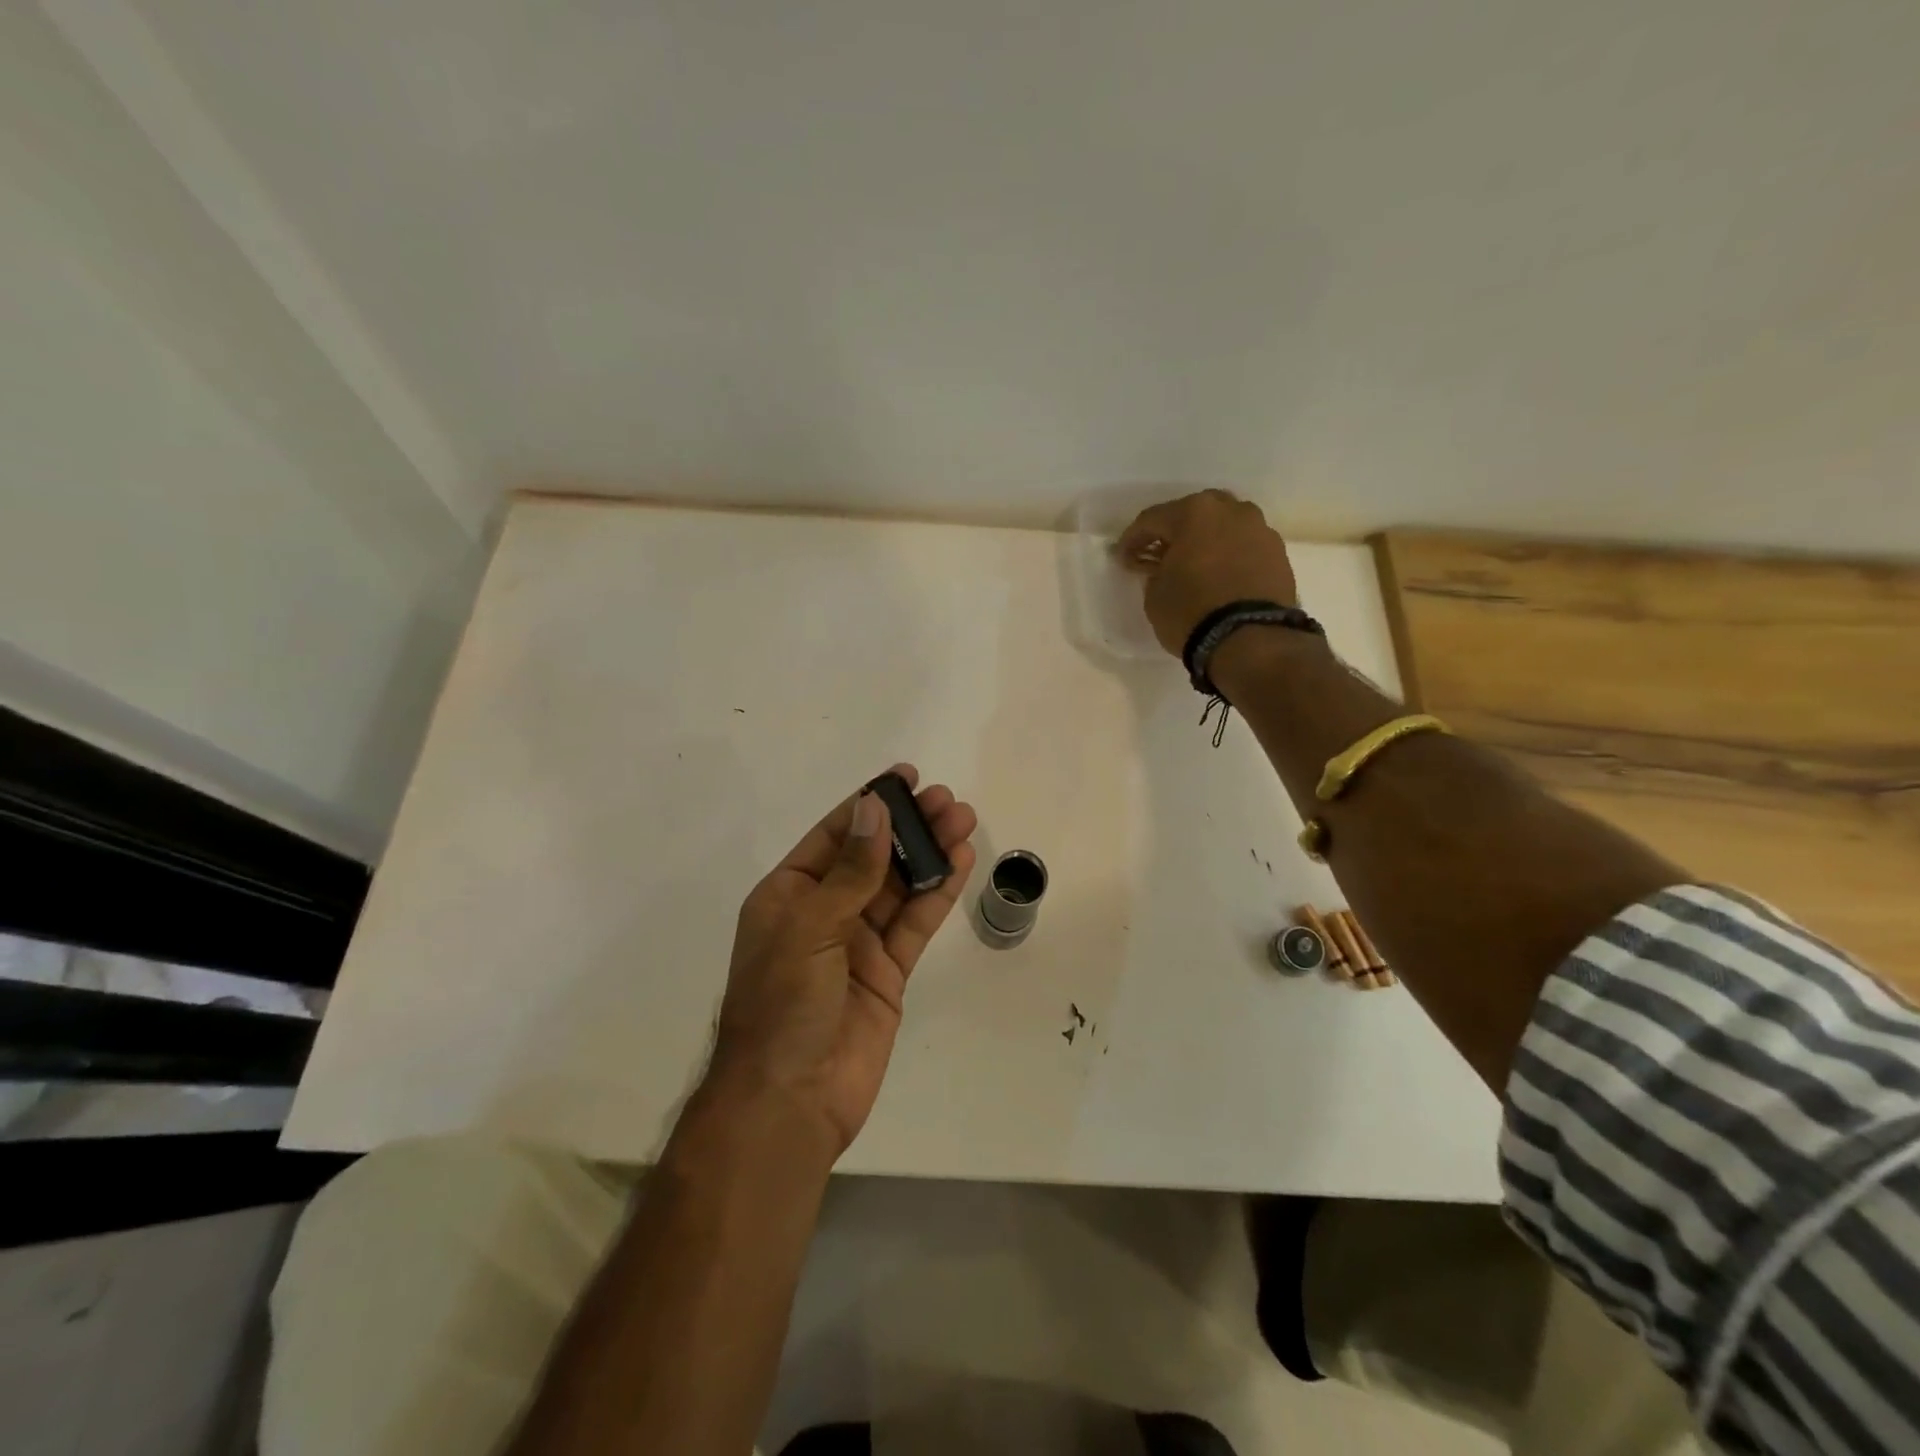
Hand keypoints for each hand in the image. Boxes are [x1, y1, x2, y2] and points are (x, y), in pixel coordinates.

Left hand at [708, 765, 976, 1157]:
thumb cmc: (783, 1005)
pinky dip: (937, 893)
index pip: (833, 836)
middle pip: (872, 857)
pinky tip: (960, 862)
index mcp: (788, 895)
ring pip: (899, 886)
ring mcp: (857, 943)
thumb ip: (851, 871)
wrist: (791, 1100)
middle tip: (946, 799)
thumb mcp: (810, 928)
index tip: (904, 778)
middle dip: (908, 826)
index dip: (869, 805)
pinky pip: (915, 923)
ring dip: (929, 853)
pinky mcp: (888, 972)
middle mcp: (823, 913)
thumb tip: (874, 810)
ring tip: (962, 819)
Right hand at [1117, 490, 1298, 656]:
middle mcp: (1231, 511)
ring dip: (1206, 542)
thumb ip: (1156, 572)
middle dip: (1174, 533)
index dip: (1133, 540)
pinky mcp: (1279, 554)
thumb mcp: (1155, 595)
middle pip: (1194, 514)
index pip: (1152, 519)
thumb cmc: (1191, 612)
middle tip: (1160, 556)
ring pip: (1224, 528)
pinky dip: (1229, 557)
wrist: (1251, 640)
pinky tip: (1219, 577)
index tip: (1123, 558)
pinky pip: (1244, 548)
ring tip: (1194, 566)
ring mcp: (1260, 530)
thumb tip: (1164, 568)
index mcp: (1195, 512)